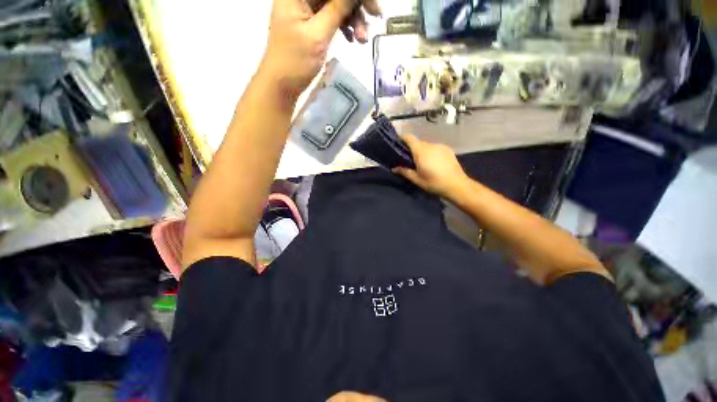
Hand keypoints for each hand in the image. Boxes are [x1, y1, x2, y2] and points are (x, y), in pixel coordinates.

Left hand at [260, 0, 380, 98]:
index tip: (372, 6)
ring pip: (337, 3)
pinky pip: (333, 16)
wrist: (282, 85)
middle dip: (356, 5)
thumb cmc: (295, 61)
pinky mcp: (312, 22)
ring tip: (362, 39)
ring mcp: (307, 8)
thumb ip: (338, 8)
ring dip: (353, 18)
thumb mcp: (318, 34)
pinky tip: (352, 39)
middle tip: (375, 18)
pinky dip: (345, 26)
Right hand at [393, 134, 468, 197]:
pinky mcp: (448, 149)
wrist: (457, 185)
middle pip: (418, 142)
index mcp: (421, 151)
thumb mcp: (417, 180)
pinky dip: (431, 152)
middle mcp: (430, 145)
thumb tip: (394, 168)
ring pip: (427, 145)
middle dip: (412, 148)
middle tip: (409, 159)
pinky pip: (435, 148)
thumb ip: (405, 172)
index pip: (409, 138)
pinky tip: (433, 163)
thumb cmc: (434, 183)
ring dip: (422, 151)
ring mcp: (440, 146)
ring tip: (422, 163)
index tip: (397, 143)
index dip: (402, 138)